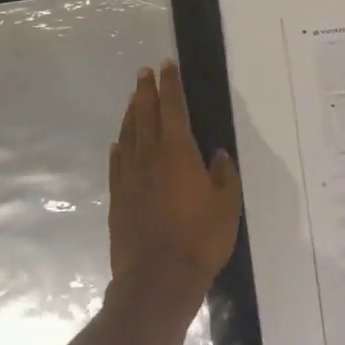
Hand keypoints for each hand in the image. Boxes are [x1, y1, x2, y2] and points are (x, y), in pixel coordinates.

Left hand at [108, 62, 240, 300]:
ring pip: (128, 135)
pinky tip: (118, 142)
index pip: (173, 108)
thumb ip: (223, 174)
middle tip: (144, 73)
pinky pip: (117, 163)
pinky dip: (119, 147)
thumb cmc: (200, 238)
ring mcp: (130, 177)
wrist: (157, 279)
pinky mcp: (118, 198)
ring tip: (132, 99)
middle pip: (145, 115)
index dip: (170, 85)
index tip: (166, 66)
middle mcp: (150, 156)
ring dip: (131, 113)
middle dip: (145, 91)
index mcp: (178, 151)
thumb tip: (217, 154)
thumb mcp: (227, 204)